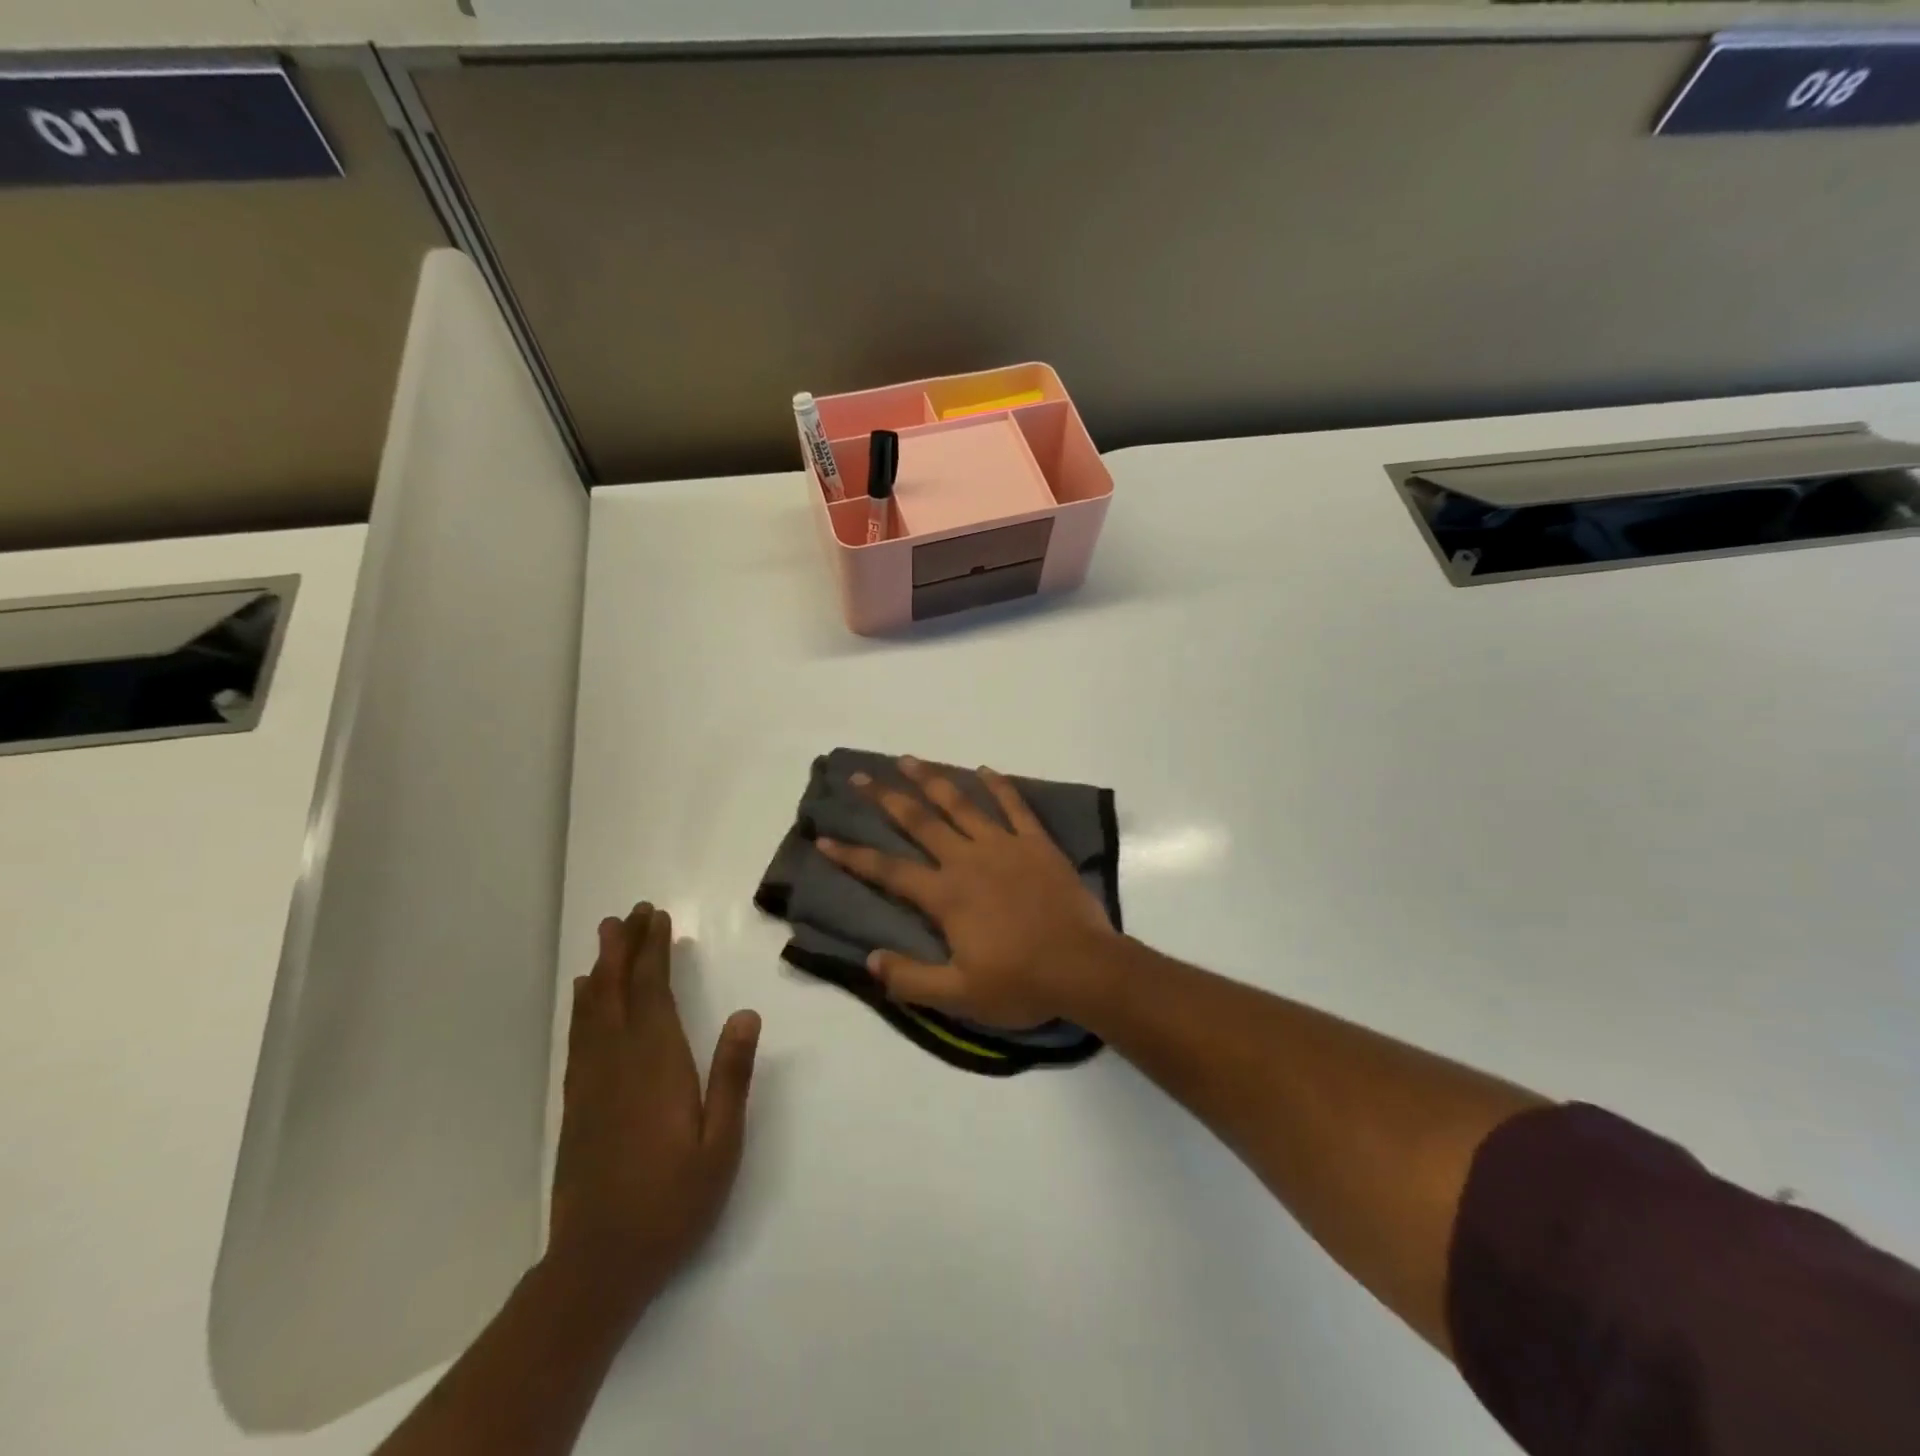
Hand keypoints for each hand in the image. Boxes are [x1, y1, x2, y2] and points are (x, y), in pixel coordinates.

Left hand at [548, 903, 760, 1316]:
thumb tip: (748, 1013)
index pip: (652, 993)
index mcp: (657, 1066)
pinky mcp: (576, 1105)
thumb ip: (732, 1076)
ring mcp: (591, 1084)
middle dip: (624, 949)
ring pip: (593, 1011)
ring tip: (606, 938)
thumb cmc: (672, 1203)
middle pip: (618, 992)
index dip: (653, 952)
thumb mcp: (721, 1144)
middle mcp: (618, 1063)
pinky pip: (579, 1039)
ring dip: (602, 970)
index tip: (657, 918)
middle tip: (628, 913)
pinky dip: (583, 1008)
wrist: (598, 1265)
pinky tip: (586, 998)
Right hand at [816, 757, 1119, 1027]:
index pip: (888, 870)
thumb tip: (870, 959)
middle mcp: (968, 860)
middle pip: (919, 821)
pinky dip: (999, 785)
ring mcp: (1005, 846)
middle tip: (860, 777)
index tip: (824, 837)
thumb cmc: (1021, 983)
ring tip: (909, 759)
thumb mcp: (959, 996)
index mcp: (946, 895)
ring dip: (933, 779)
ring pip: (961, 804)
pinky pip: (1015, 806)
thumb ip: (911, 979)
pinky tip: (984, 768)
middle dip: (886, 798)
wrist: (1084, 968)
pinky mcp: (1037, 843)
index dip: (852, 855)